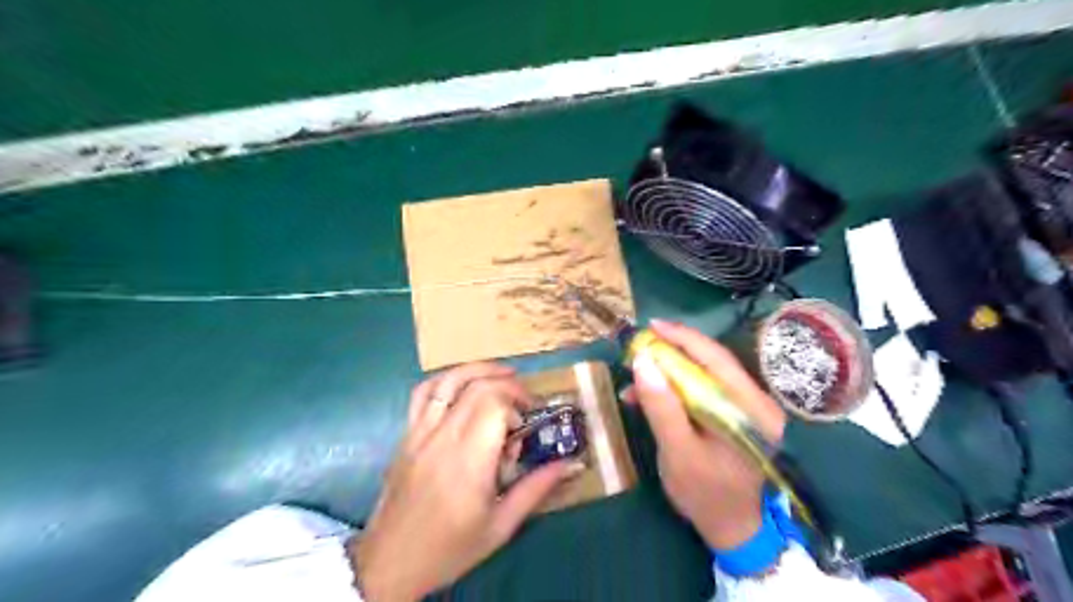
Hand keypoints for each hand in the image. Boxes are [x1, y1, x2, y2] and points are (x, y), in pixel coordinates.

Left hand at [353, 363, 572, 601]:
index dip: (517, 402)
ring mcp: (419, 433)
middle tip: (524, 402)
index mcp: (469, 461)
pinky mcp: (406, 435)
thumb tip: (570, 464)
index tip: (528, 420)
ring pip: (448, 381)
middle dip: (507, 385)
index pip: (494, 404)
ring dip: (478, 369)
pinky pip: (423, 393)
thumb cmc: (450, 549)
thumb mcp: (501, 526)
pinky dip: (445, 380)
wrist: (390, 562)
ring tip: (501, 374)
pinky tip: (462, 386)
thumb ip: (536, 489)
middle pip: (477, 387)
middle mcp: (443, 438)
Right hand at [631, 319, 784, 548]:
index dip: (684, 338)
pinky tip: (646, 395)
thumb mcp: (679, 452)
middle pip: (711, 363)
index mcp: (751, 409)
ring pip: (704, 375)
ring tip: (635, 372)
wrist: (730, 527)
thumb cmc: (706, 494)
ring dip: (669, 371)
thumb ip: (662, 408)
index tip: (652, 326)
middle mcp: (754, 401)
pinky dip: (674, 389)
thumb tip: (643, 362)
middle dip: (672, 350)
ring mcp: (745, 409)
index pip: (717, 359)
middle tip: (639, 345)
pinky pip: (701, 391)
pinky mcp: (732, 415)